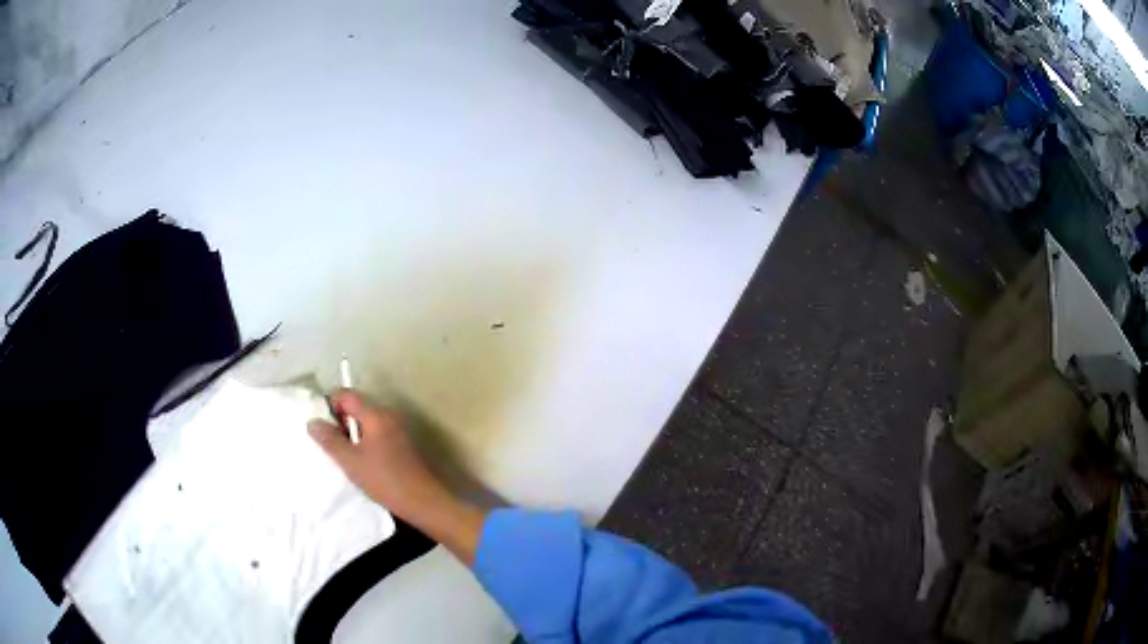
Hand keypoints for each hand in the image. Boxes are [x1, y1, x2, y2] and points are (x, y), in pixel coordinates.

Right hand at [308, 390, 485, 563]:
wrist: (423, 501)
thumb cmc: (384, 479)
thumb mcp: (350, 461)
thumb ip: (329, 440)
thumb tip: (312, 422)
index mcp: (375, 414)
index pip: (347, 394)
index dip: (330, 403)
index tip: (320, 424)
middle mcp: (388, 415)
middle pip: (357, 406)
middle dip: (339, 420)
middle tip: (327, 441)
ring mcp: (397, 429)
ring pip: (366, 421)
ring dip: (351, 433)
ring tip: (340, 453)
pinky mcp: (401, 444)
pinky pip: (376, 433)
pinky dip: (364, 441)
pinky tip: (358, 461)